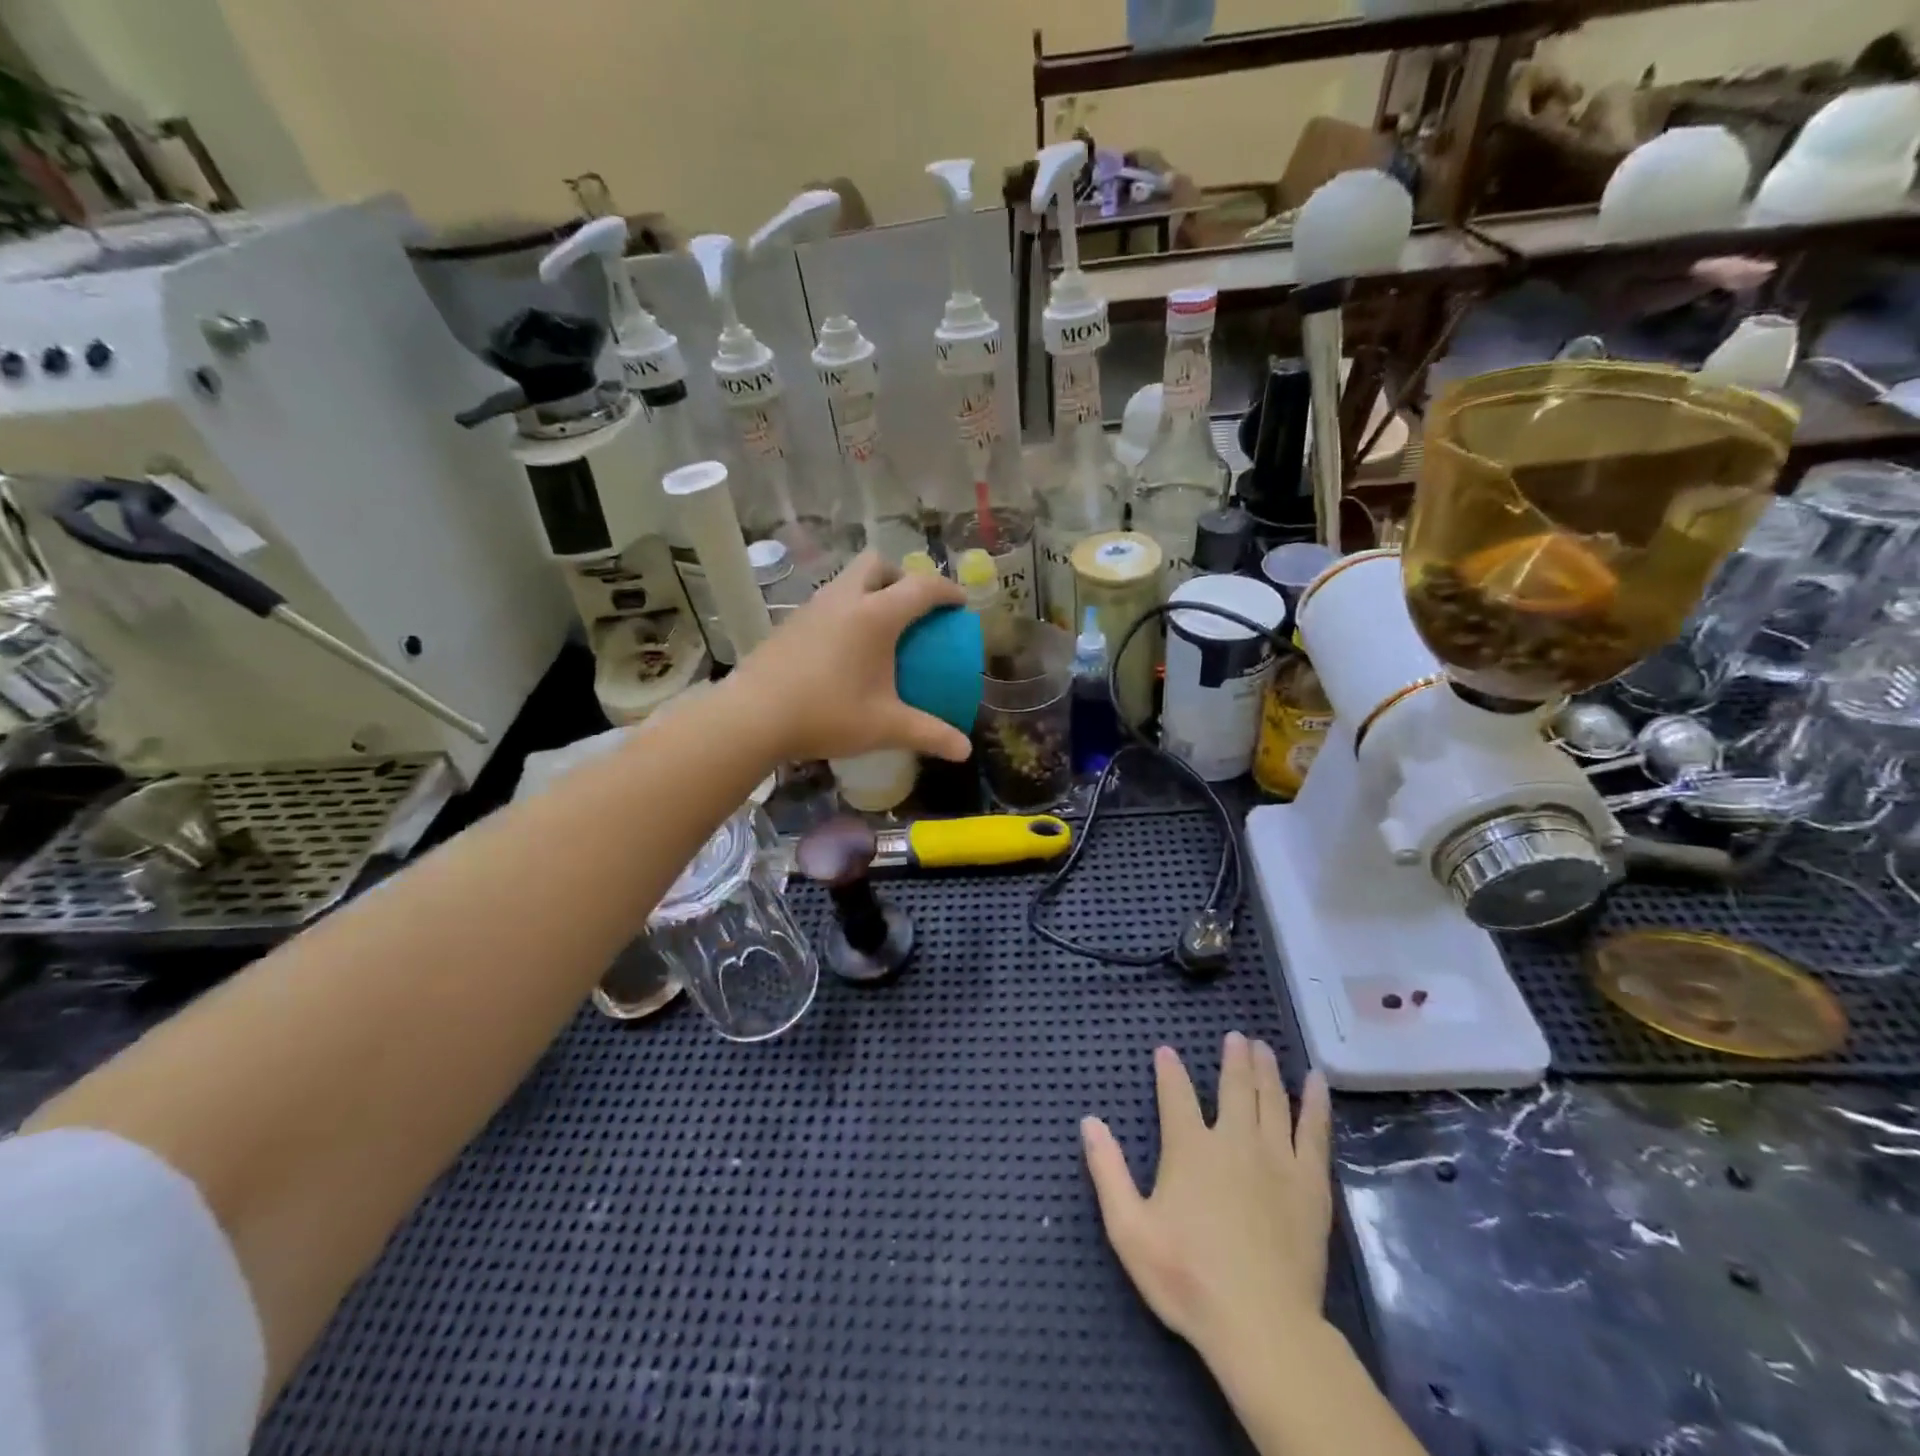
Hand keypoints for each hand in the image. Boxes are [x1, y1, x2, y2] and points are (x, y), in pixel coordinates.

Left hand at [729, 551, 971, 763]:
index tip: (959, 604)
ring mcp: (812, 608)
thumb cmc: (827, 714)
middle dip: (901, 577)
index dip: (946, 591)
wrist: (753, 716)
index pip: (921, 587)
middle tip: (912, 608)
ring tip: (879, 628)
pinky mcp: (789, 622)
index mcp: (876, 615)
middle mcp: (844, 599)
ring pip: (847, 580)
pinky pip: (827, 602)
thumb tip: (965, 751)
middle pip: (878, 564)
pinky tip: (843, 649)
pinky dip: (845, 611)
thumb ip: (929, 734)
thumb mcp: (885, 726)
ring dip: (869, 591)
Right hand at [1082, 1036, 1332, 1376]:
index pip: (1176, 1094)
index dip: (1169, 1070)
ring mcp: (1276, 1159)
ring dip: (1266, 1069)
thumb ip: (1107, 1171)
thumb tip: (1088, 1121)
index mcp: (1189, 1148)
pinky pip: (1314, 1132)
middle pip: (1234, 1087)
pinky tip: (1315, 1081)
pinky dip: (1315, 1103)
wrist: (1261, 1325)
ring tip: (1263, 1047)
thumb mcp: (1128, 1228)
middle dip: (1233, 1059)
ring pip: (1272, 1099)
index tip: (1166, 1050)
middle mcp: (1233, 1140)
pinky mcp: (1309, 1183)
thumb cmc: (1187, 1277)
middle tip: (1236, 1036)